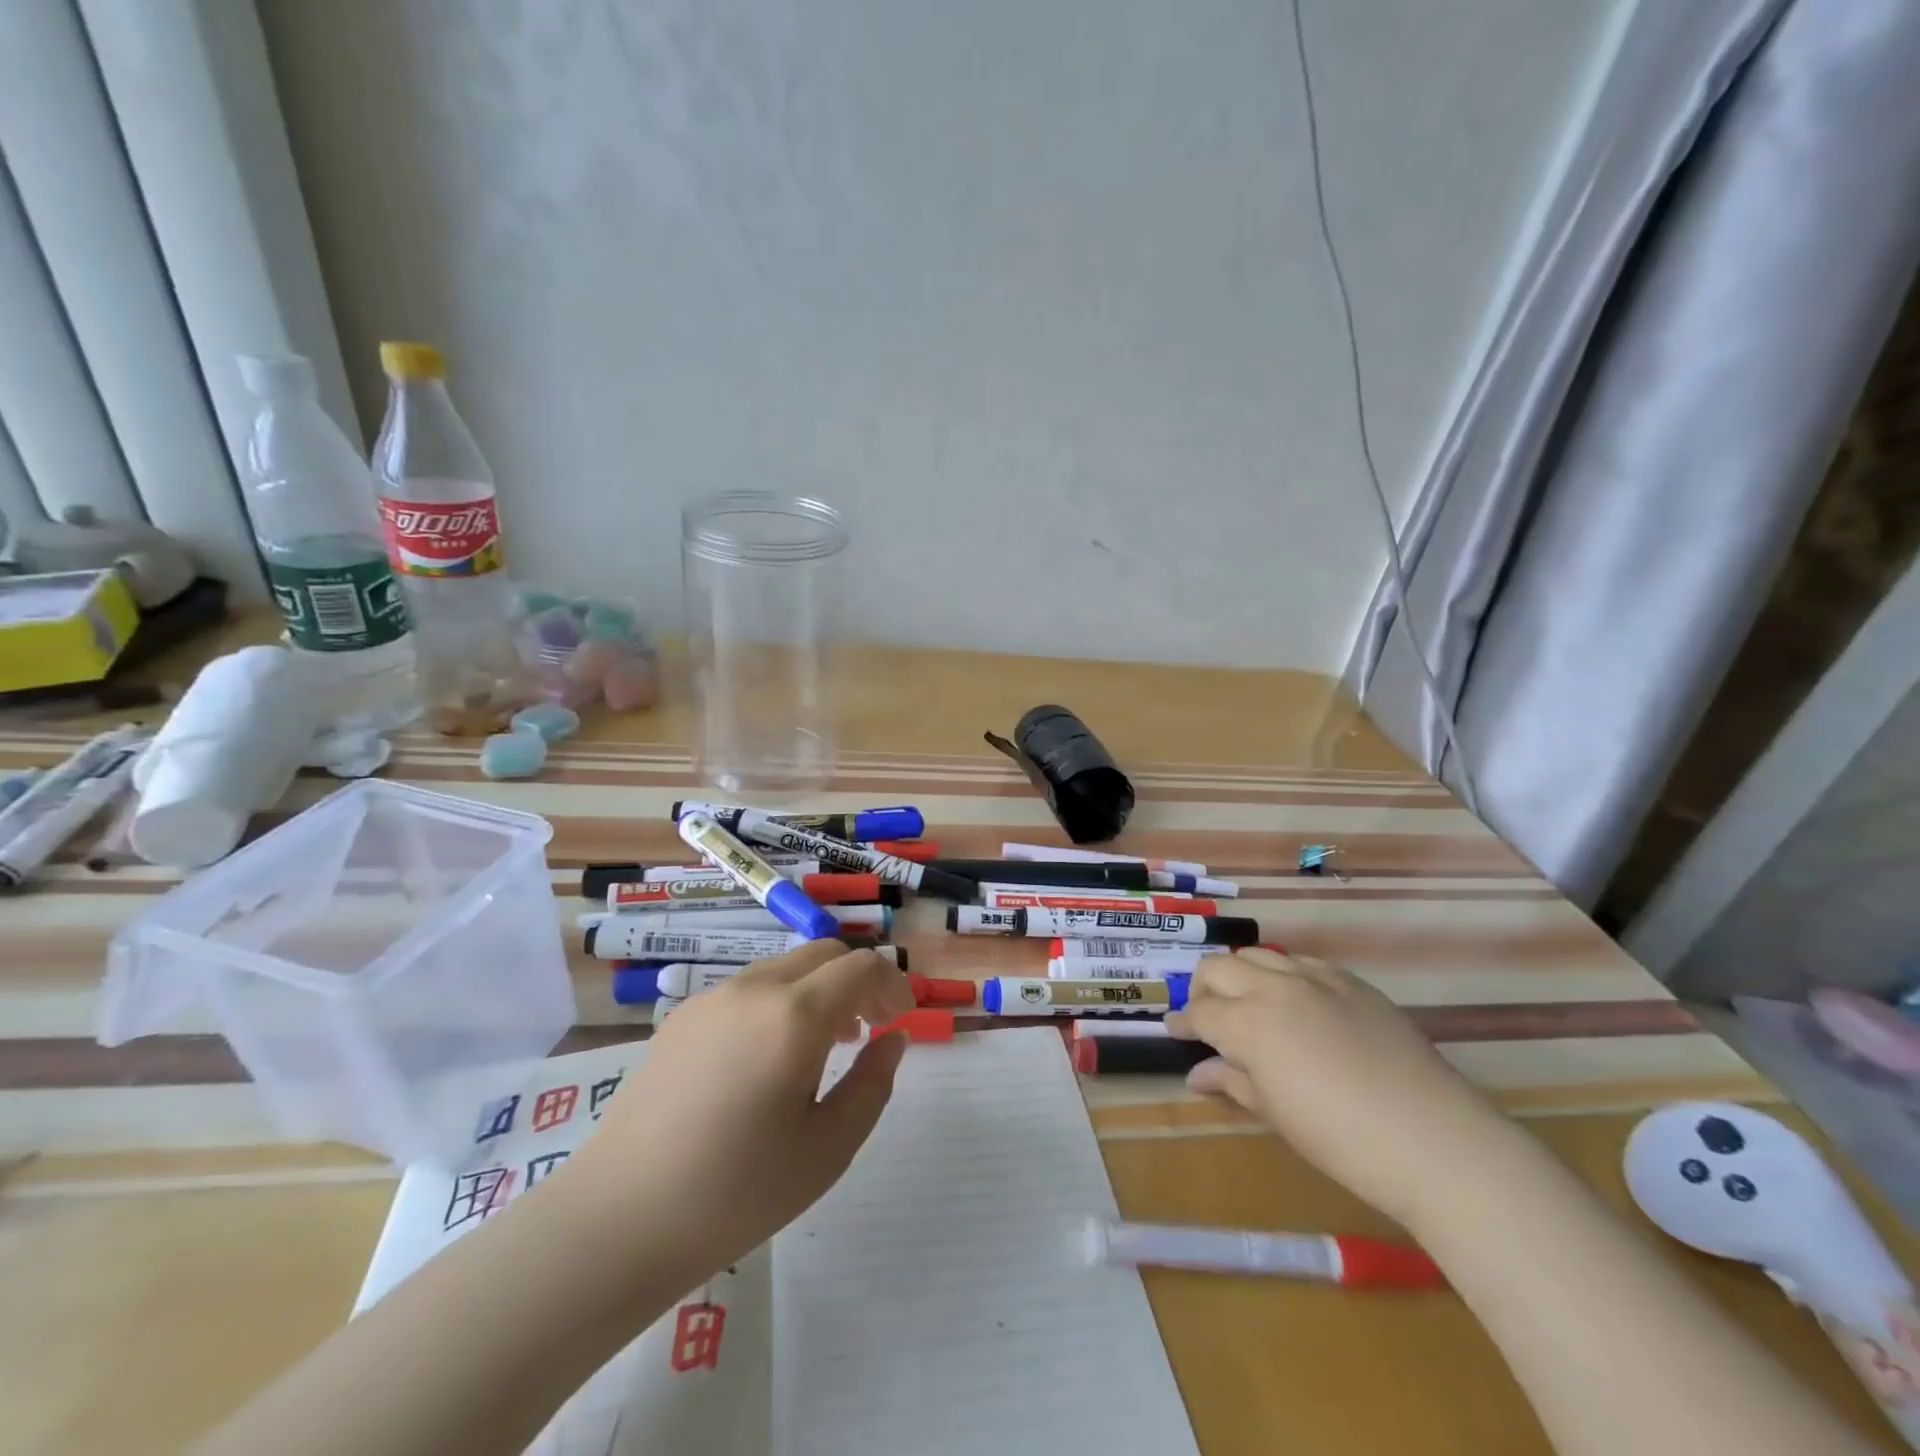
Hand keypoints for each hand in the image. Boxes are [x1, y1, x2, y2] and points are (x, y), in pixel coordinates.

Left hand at [554, 941, 913, 1283]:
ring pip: (784, 969)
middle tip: (870, 1029)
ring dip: (817, 990)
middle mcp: (754, 989)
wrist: (619, 1218)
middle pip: (824, 954)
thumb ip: (872, 1084)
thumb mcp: (828, 1148)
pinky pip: (747, 990)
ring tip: (823, 1046)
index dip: (893, 983)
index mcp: (795, 1015)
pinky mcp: (681, 1017)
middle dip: (857, 980)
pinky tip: (767, 1059)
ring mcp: (712, 998)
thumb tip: (891, 1040)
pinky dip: (778, 1002)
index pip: (862, 966)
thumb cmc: (737, 1191)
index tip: (903, 1018)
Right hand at [1166, 948, 1518, 1229]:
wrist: (1433, 1139)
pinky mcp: (1352, 982)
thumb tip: (1197, 1074)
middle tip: (1209, 1018)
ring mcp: (1316, 979)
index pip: (1200, 1012)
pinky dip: (1286, 975)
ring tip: (1250, 1005)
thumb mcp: (1275, 1114)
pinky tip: (1298, 1004)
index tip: (1176, 1033)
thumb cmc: (1340, 1138)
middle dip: (1203, 989)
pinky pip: (1304, 963)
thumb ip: (1232, 1082)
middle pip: (1219, 967)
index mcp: (1248, 1022)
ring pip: (1259, 955)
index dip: (1183, 1023)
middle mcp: (1274, 987)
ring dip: (1242, 975)